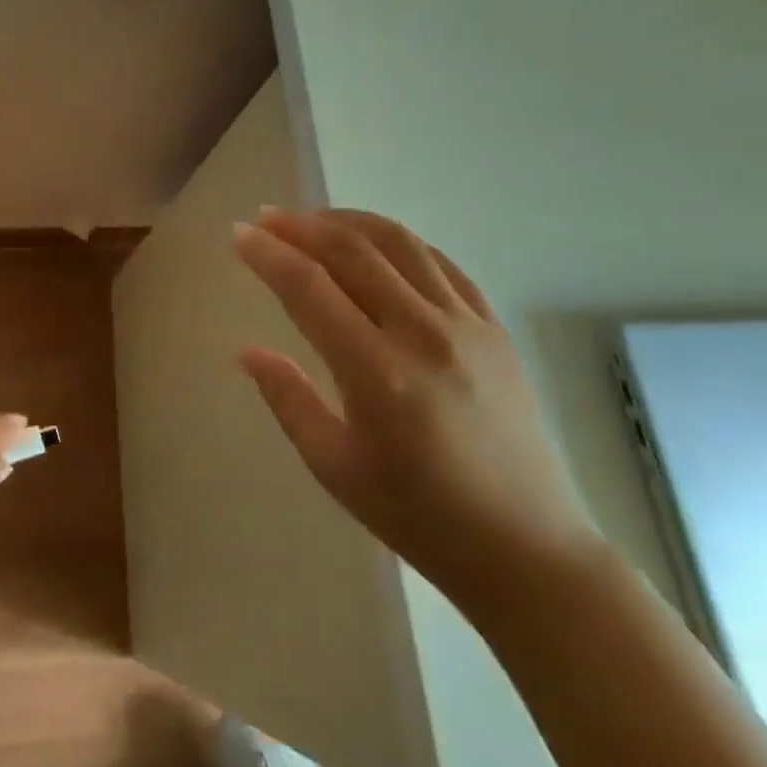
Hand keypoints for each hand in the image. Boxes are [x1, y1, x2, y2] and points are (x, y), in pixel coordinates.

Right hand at [233, 207, 601, 617]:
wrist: (527, 549)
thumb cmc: (419, 517)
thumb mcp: (335, 468)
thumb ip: (287, 399)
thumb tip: (245, 350)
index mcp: (378, 375)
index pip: (310, 289)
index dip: (268, 255)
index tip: (239, 235)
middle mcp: (423, 335)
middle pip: (352, 251)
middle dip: (300, 225)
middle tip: (266, 218)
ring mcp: (467, 325)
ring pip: (398, 243)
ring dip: (347, 220)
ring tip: (312, 219)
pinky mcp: (493, 327)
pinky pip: (440, 262)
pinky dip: (398, 241)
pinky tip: (374, 243)